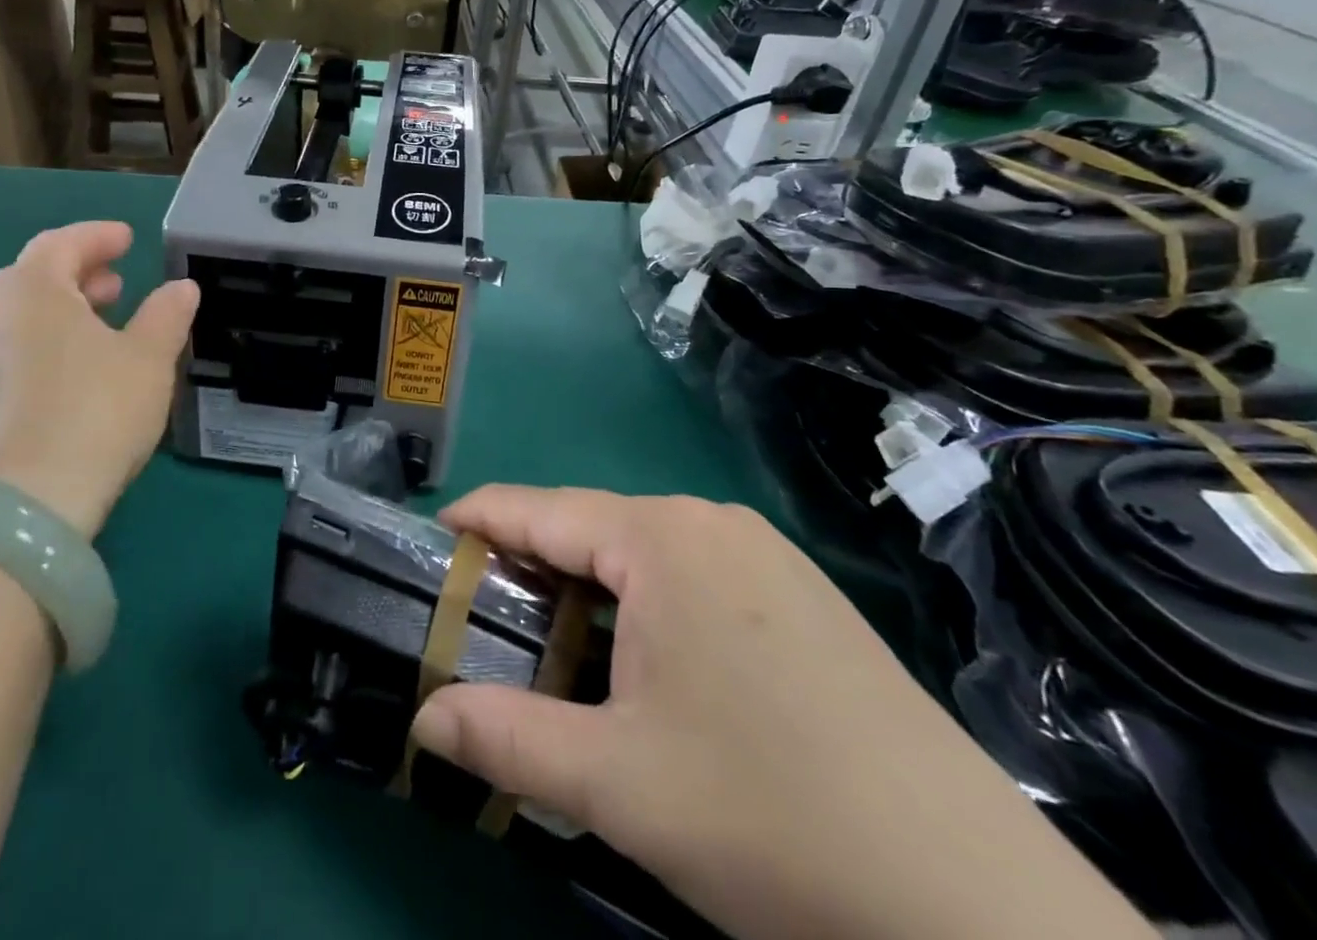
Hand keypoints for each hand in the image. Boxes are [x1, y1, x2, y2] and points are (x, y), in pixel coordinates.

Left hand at [0, 222, 197, 538]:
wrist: (28, 503)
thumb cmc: (96, 410)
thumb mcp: (149, 358)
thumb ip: (167, 315)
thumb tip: (181, 288)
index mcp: (31, 291)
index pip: (60, 243)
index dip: (97, 236)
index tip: (128, 239)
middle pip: (33, 277)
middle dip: (78, 273)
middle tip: (117, 283)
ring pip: (21, 317)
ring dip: (62, 309)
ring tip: (103, 324)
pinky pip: (12, 351)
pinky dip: (46, 342)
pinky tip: (77, 370)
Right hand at [410, 488, 1152, 939]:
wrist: (983, 914)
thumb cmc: (773, 820)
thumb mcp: (616, 783)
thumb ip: (504, 740)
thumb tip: (422, 721)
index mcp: (661, 537)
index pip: (537, 508)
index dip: (474, 524)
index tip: (428, 550)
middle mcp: (711, 522)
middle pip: (589, 529)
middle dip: (529, 569)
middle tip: (484, 625)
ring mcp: (764, 555)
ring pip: (640, 554)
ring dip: (586, 593)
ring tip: (551, 650)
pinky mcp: (800, 595)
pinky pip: (691, 576)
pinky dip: (643, 606)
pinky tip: (644, 668)